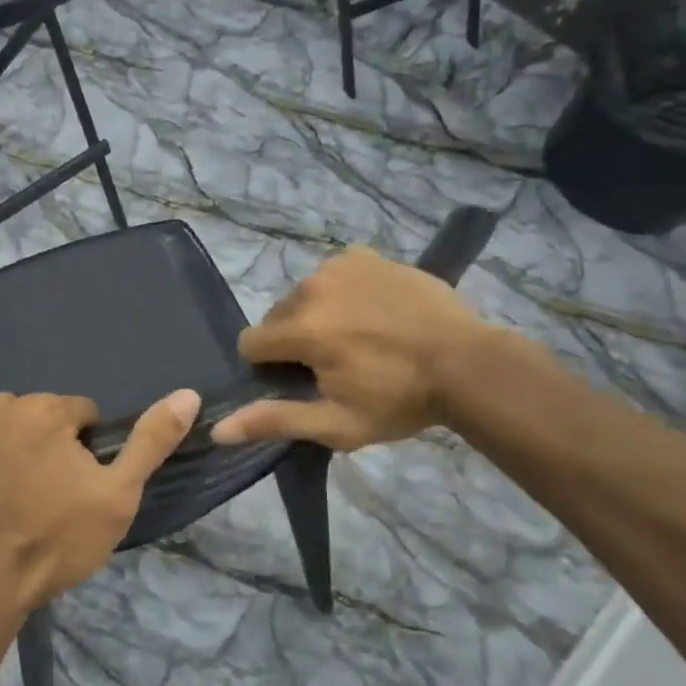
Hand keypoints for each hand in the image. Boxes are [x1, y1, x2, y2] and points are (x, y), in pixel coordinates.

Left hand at [0, 389, 201, 613]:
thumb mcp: (118, 494)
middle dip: (48, 444)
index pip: (81, 413)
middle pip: (39, 416)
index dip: (87, 449)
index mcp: (45, 409)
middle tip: (48, 494)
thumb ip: (151, 441)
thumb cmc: (57, 538)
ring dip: (12, 447)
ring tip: (15, 495)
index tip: (79, 485)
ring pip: (3, 426)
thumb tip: (188, 394)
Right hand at [211, 245, 489, 451]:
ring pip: (304, 295)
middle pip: (277, 317)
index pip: (251, 343)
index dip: (270, 367)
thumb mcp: (336, 424)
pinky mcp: (365, 256)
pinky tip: (371, 311)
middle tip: (335, 363)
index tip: (302, 381)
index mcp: (301, 328)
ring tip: (357, 338)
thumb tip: (217, 428)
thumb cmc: (399, 400)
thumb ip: (274, 420)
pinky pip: (333, 274)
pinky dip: (342, 292)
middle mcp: (311, 287)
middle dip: (293, 340)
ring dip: (316, 315)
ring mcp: (340, 266)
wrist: (468, 364)